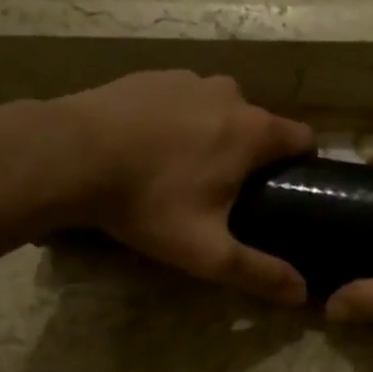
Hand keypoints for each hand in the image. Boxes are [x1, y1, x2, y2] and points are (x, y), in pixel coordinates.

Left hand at [58, 71, 313, 303]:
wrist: (68, 154)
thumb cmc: (148, 201)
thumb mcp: (206, 250)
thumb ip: (258, 272)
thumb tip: (302, 295)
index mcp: (254, 131)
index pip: (304, 138)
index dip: (302, 165)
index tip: (284, 190)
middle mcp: (230, 94)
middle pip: (260, 124)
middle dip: (253, 154)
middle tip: (227, 191)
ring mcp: (189, 79)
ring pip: (221, 108)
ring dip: (215, 133)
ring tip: (183, 168)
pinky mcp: (152, 76)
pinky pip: (183, 98)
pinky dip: (179, 118)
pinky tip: (150, 146)